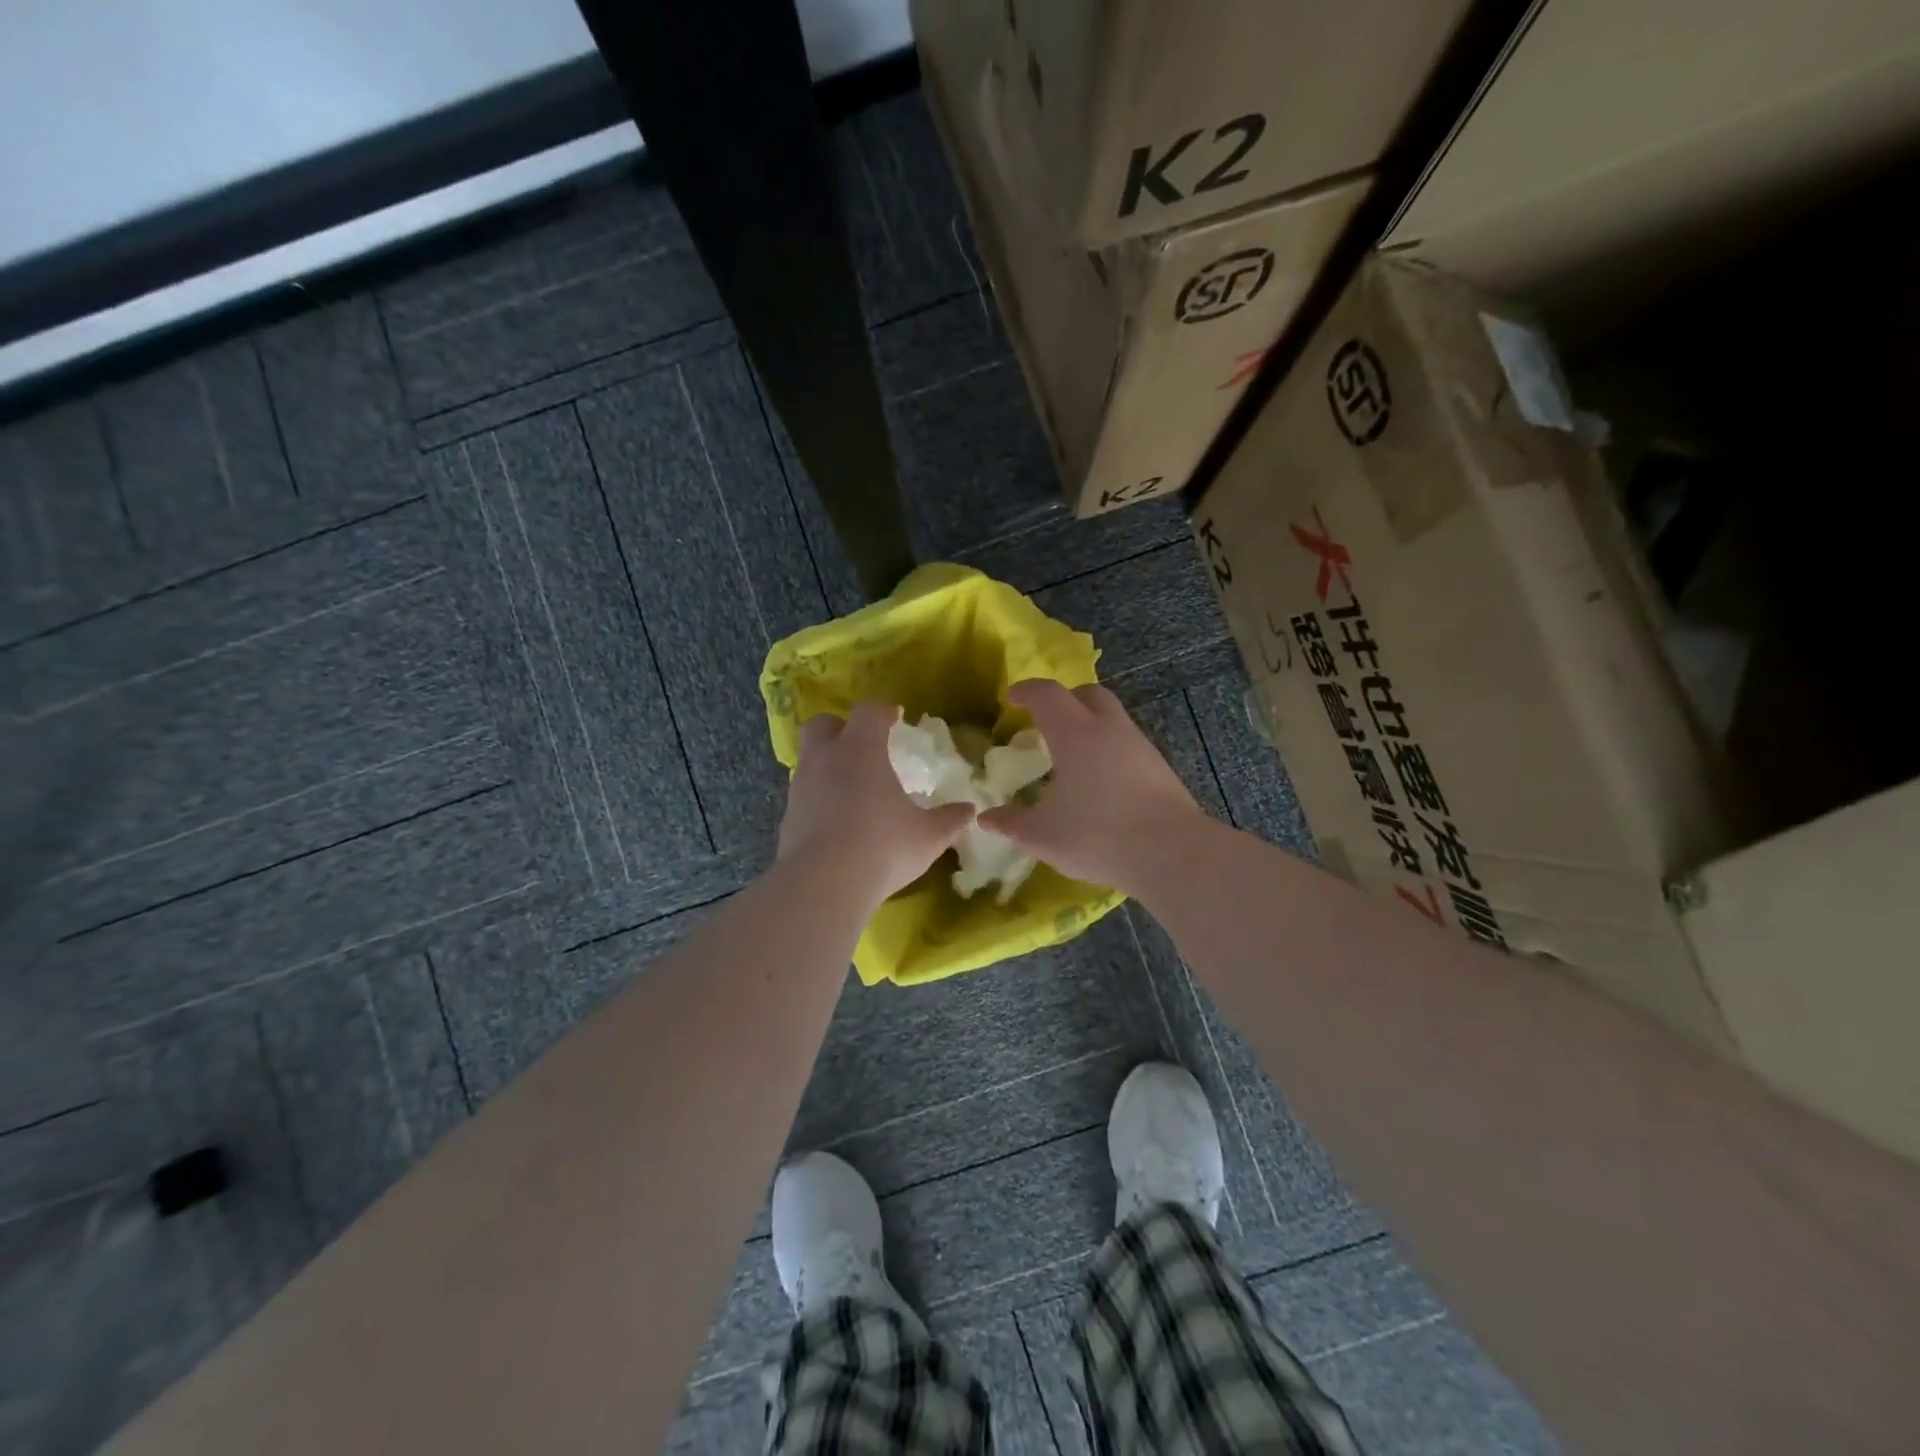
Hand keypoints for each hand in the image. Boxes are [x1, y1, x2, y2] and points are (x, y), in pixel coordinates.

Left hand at [777, 702, 974, 903]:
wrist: (822, 884)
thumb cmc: (882, 846)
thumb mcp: (928, 836)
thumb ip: (950, 820)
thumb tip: (969, 811)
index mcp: (861, 749)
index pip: (869, 712)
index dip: (883, 712)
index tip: (896, 721)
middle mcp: (825, 758)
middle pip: (823, 724)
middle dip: (841, 728)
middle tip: (863, 747)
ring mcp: (801, 787)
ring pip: (809, 759)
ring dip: (828, 764)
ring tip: (852, 788)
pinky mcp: (787, 816)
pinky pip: (804, 793)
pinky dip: (818, 797)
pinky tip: (836, 820)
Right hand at [980, 680, 1204, 895]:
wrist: (1172, 853)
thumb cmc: (1098, 835)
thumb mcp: (1043, 835)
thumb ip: (1012, 823)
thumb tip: (987, 819)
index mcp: (1075, 733)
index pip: (1047, 694)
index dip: (1027, 691)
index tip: (1012, 698)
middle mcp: (1109, 728)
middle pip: (1088, 694)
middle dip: (1064, 700)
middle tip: (1046, 722)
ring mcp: (1139, 746)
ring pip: (1111, 719)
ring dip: (1089, 726)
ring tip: (1072, 758)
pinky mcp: (1160, 768)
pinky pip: (1127, 744)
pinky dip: (1108, 750)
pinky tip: (1100, 783)